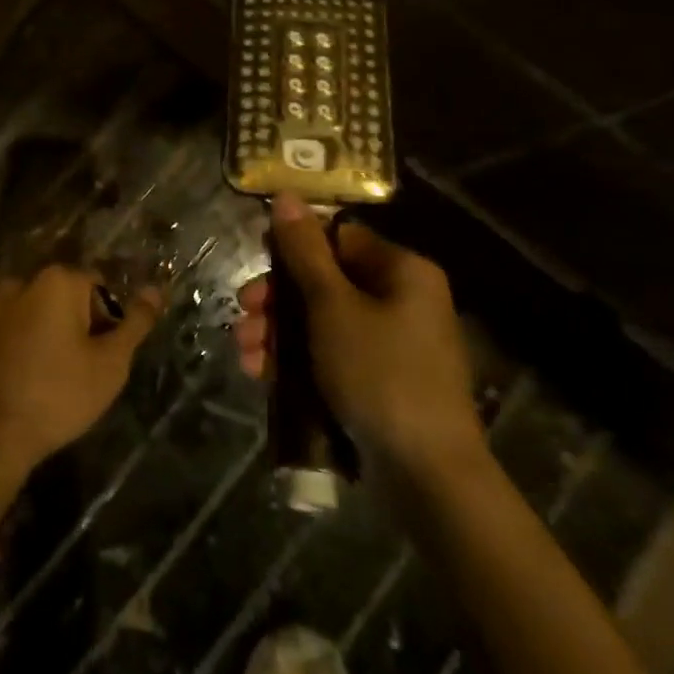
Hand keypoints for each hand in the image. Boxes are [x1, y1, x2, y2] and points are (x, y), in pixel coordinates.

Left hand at [0, 264, 161, 475]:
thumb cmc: (62, 393)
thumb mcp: (111, 361)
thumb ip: (136, 322)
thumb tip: (156, 290)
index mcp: (58, 279)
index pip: (101, 287)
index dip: (110, 321)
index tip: (106, 354)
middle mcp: (26, 279)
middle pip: (71, 295)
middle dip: (84, 325)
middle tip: (88, 367)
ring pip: (46, 311)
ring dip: (59, 333)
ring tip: (63, 374)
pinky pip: (23, 325)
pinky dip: (35, 341)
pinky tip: (38, 374)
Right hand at [235, 193, 482, 480]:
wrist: (429, 478)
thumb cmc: (380, 374)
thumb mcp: (333, 306)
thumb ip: (305, 251)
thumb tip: (286, 196)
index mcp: (402, 271)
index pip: (338, 237)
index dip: (293, 247)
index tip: (257, 263)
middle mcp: (402, 300)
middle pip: (325, 281)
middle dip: (277, 298)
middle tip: (244, 312)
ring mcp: (393, 344)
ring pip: (322, 321)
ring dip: (279, 332)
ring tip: (245, 352)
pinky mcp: (381, 382)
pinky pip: (332, 356)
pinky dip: (298, 361)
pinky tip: (262, 375)